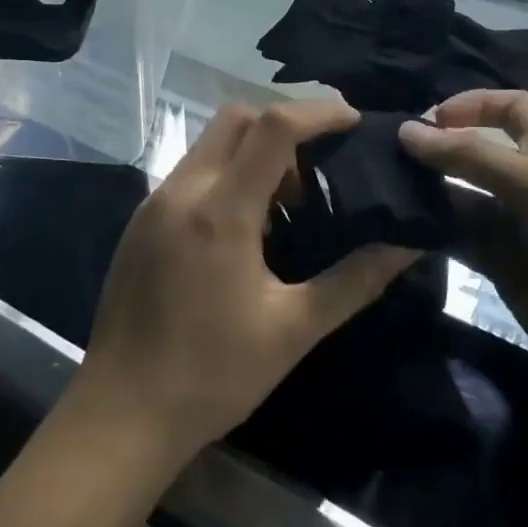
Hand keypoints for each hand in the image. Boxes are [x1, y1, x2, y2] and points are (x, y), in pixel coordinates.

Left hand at [74, 100, 413, 466]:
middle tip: (319, 170)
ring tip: (288, 204)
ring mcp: (154, 204)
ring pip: (210, 145)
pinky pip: (191, 174)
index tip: (354, 121)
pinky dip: (226, 176)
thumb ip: (354, 280)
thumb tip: (406, 246)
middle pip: (235, 119)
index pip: (273, 127)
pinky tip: (246, 229)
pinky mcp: (140, 223)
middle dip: (283, 127)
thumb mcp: (293, 329)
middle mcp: (182, 191)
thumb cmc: (212, 374)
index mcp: (220, 210)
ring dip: (253, 154)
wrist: (121, 414)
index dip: (318, 112)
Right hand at [398, 91, 527, 408]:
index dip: (471, 104)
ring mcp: (519, 227)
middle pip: (477, 152)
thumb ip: (471, 157)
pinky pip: (462, 239)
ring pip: (463, 197)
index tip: (426, 119)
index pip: (510, 107)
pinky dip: (433, 232)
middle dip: (437, 150)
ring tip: (381, 191)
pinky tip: (399, 230)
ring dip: (428, 193)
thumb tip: (407, 129)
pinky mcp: (506, 267)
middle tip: (382, 155)